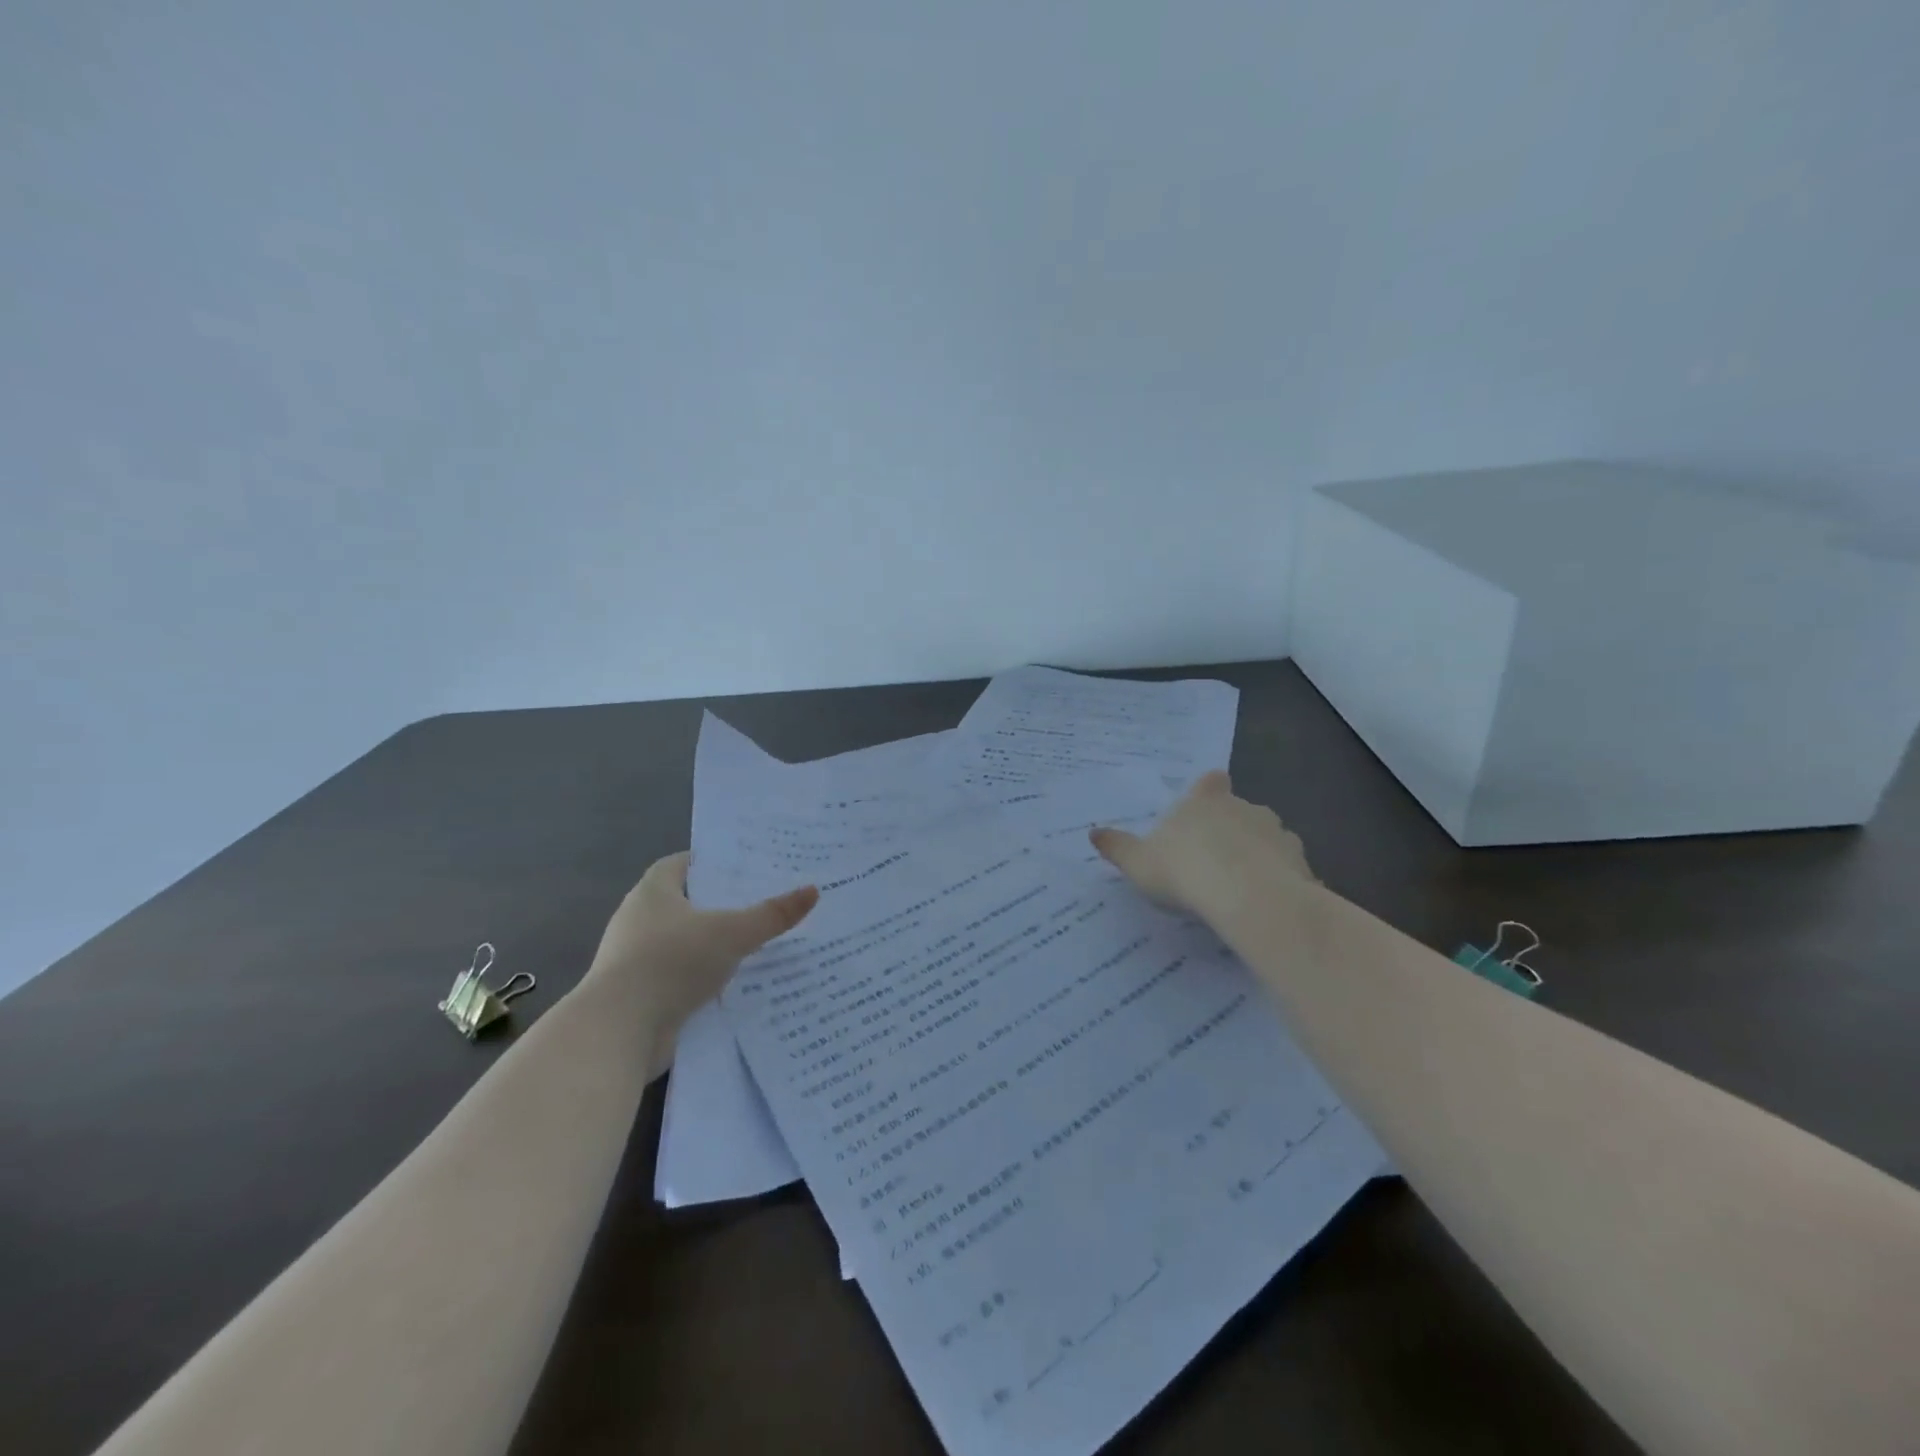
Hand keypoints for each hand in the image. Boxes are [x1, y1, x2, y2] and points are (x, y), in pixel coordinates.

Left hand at [584, 852, 818, 1039]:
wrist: (618, 1032)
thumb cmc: (671, 963)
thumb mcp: (732, 933)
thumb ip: (772, 914)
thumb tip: (813, 890)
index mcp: (652, 892)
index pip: (682, 864)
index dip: (712, 862)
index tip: (746, 866)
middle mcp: (639, 920)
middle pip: (685, 903)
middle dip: (720, 904)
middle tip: (763, 902)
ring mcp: (635, 960)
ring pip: (684, 943)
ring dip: (713, 945)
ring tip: (757, 943)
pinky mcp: (640, 995)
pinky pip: (680, 977)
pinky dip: (703, 978)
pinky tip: (736, 983)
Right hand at [1089, 771, 1314, 919]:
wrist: (1248, 899)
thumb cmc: (1185, 872)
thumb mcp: (1138, 863)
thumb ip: (1118, 848)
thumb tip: (1093, 833)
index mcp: (1205, 802)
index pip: (1211, 782)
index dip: (1209, 790)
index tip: (1205, 804)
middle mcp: (1244, 808)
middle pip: (1240, 810)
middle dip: (1231, 829)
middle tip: (1214, 860)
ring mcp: (1277, 834)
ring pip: (1267, 838)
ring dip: (1258, 855)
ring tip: (1241, 887)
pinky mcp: (1300, 864)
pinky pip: (1288, 871)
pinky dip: (1279, 882)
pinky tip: (1266, 906)